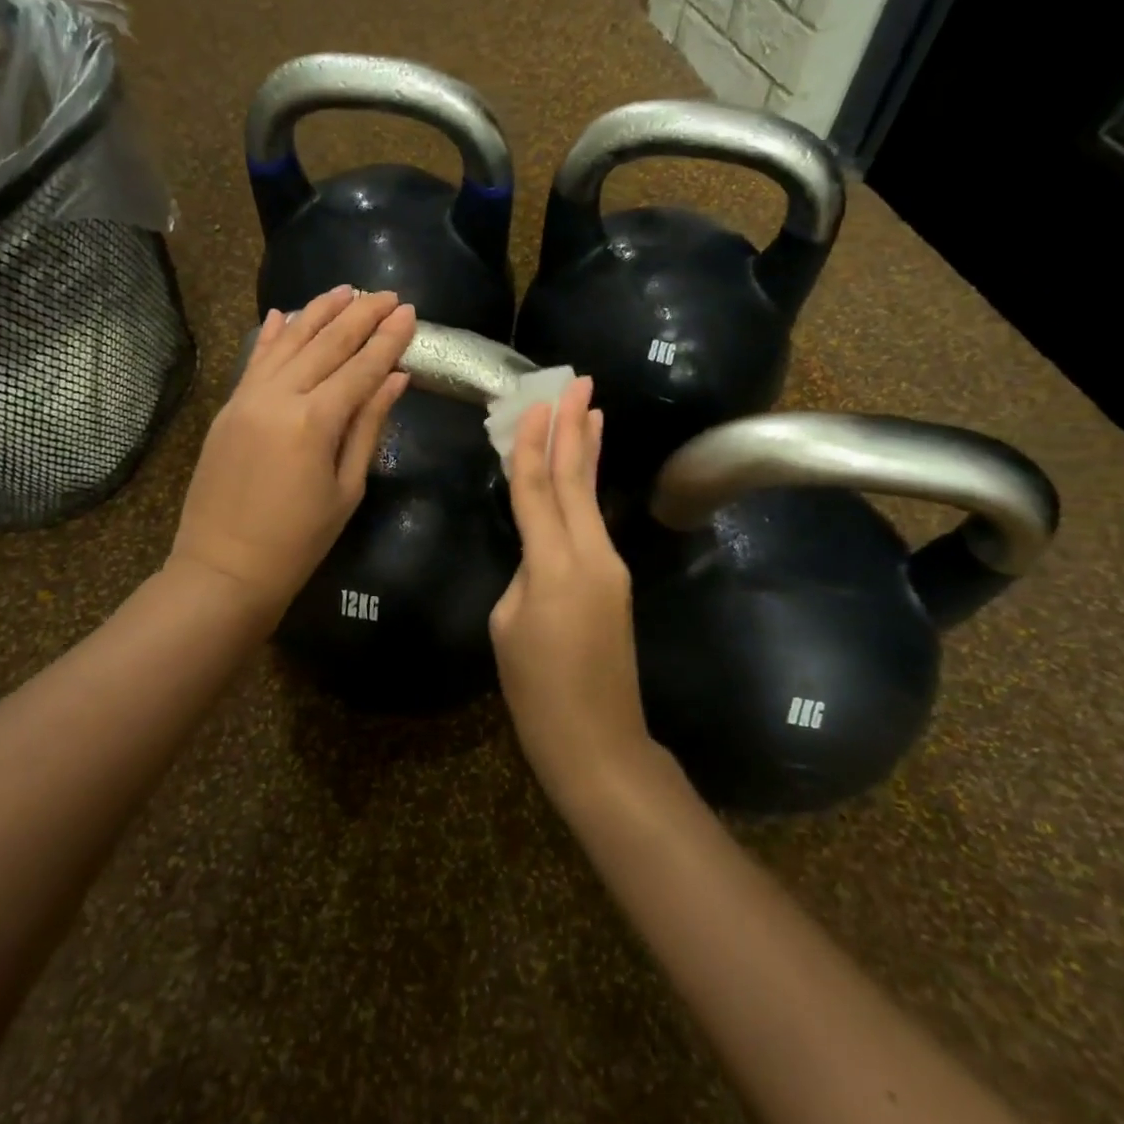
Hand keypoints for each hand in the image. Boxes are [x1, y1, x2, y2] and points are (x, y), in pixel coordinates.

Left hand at [171, 286, 413, 623]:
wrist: (224, 568)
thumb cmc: (299, 540)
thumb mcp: (347, 487)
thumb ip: (368, 426)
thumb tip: (394, 378)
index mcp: (314, 421)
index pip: (361, 367)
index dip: (388, 339)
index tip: (409, 312)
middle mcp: (279, 396)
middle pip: (326, 344)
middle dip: (360, 315)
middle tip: (386, 294)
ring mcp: (247, 398)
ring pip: (288, 342)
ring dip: (318, 312)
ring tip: (345, 290)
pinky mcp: (229, 407)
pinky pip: (255, 360)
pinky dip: (272, 335)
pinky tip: (285, 313)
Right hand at [490, 376, 655, 806]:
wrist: (599, 741)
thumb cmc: (537, 692)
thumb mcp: (507, 626)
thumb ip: (524, 574)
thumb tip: (538, 555)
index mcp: (553, 565)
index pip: (538, 489)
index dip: (533, 445)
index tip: (536, 402)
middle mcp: (590, 554)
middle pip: (576, 479)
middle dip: (575, 428)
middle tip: (579, 382)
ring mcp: (610, 567)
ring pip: (590, 497)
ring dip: (588, 451)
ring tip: (591, 409)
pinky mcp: (616, 581)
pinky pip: (593, 523)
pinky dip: (586, 489)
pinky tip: (585, 471)